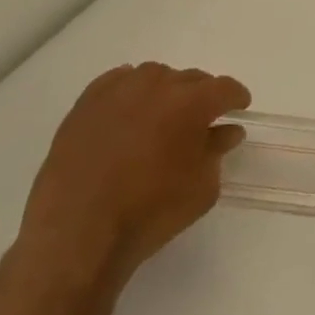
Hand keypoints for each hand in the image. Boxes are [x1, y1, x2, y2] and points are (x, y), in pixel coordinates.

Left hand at [18, 64, 249, 290]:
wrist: (76, 237)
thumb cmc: (149, 215)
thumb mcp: (201, 189)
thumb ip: (217, 153)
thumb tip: (226, 131)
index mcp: (192, 103)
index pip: (225, 88)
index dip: (235, 97)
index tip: (238, 108)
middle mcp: (159, 85)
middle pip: (190, 79)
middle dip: (200, 96)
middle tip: (197, 122)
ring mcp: (119, 90)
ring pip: (154, 77)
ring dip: (164, 92)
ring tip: (159, 119)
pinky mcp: (86, 103)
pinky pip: (118, 82)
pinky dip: (129, 92)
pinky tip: (127, 114)